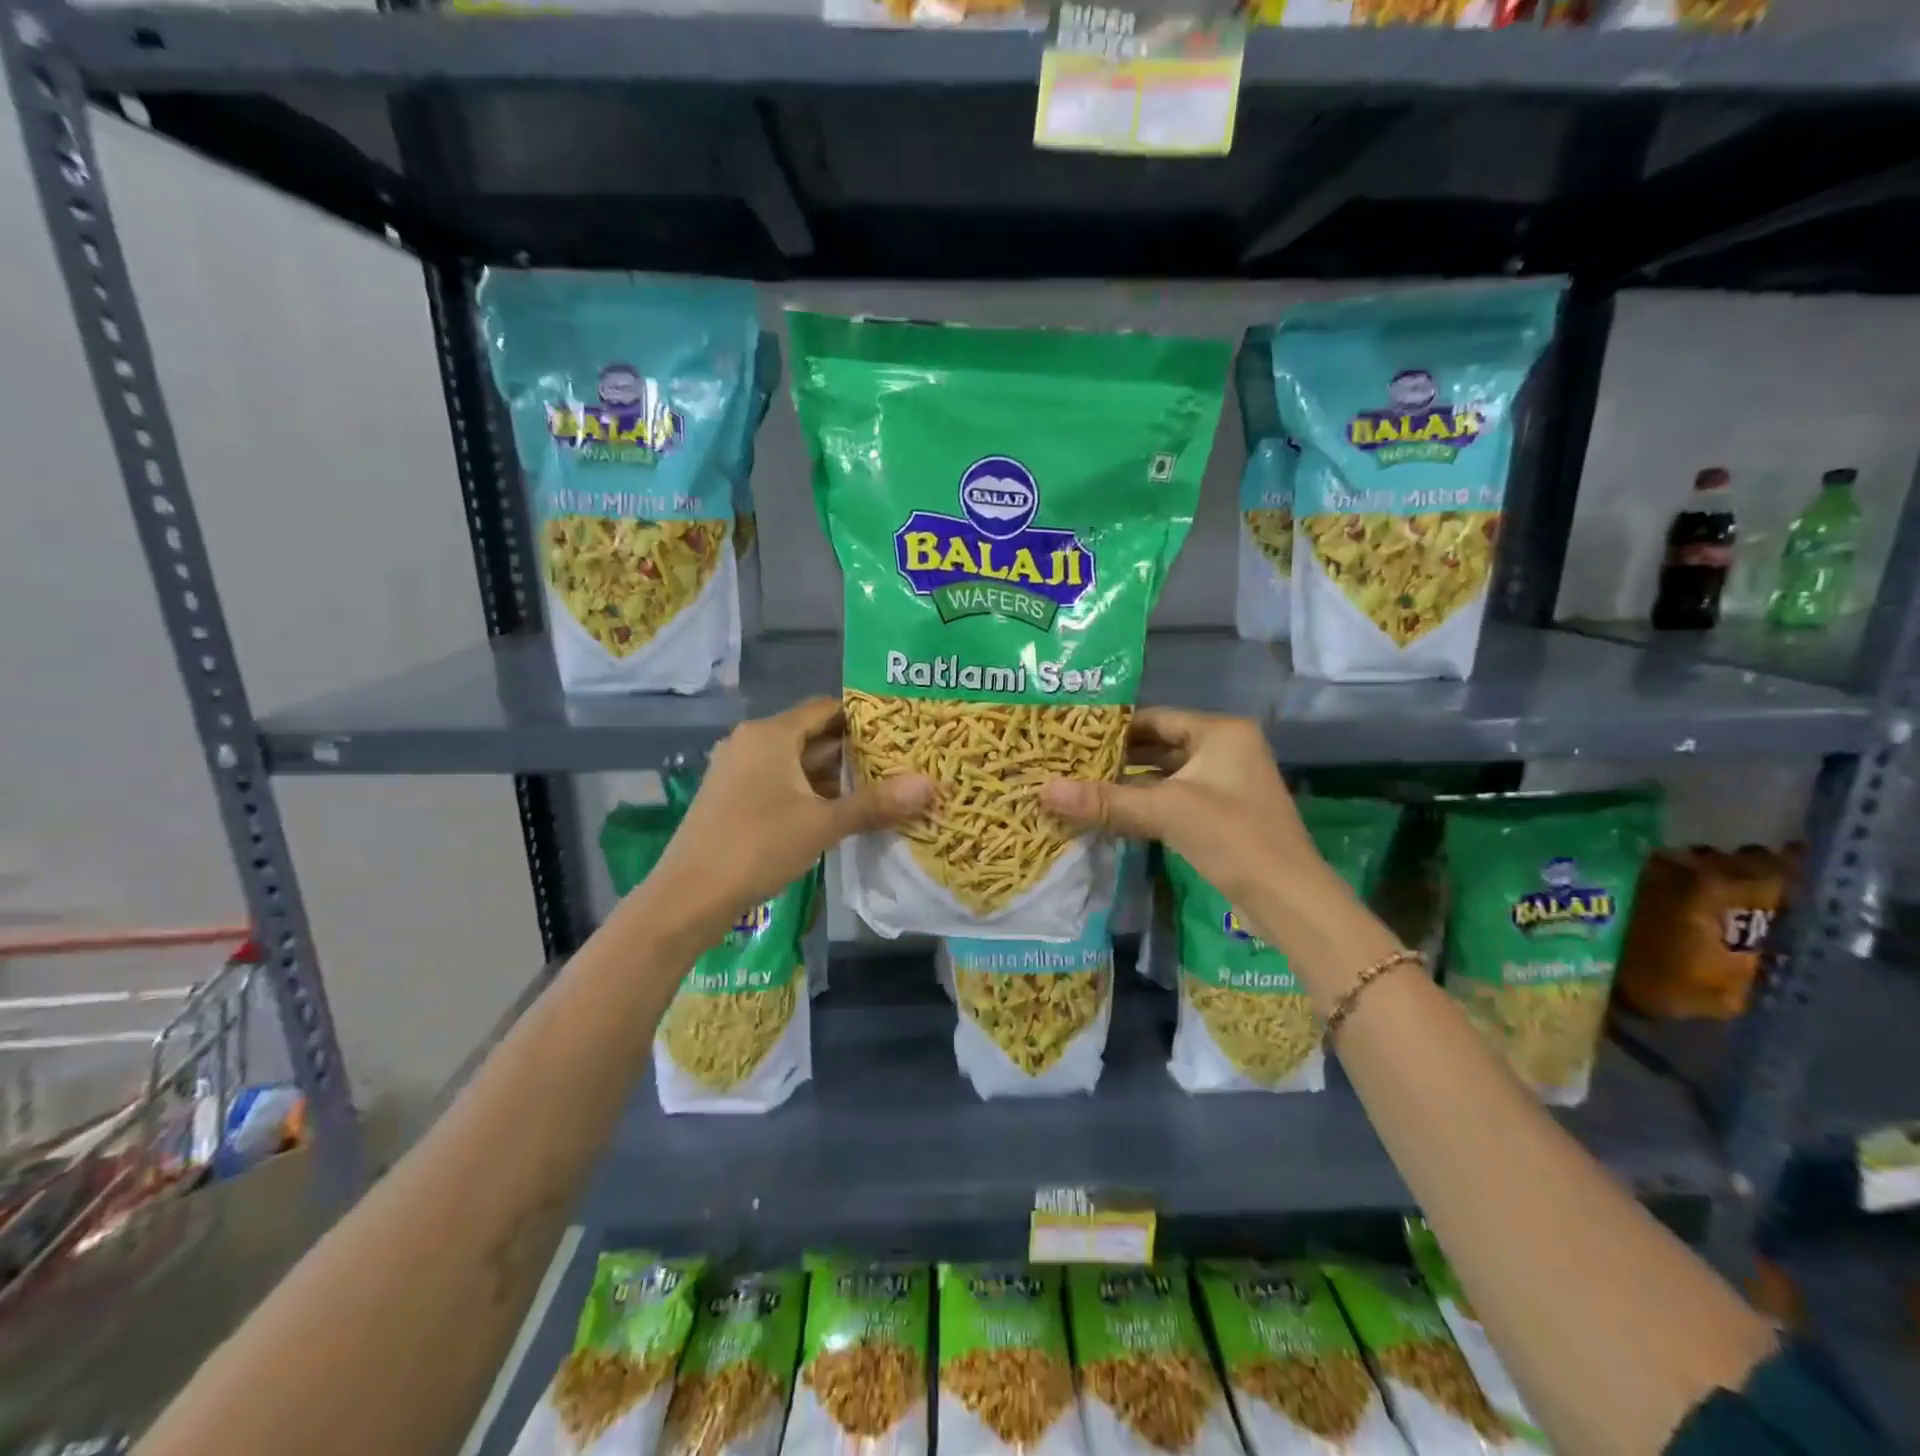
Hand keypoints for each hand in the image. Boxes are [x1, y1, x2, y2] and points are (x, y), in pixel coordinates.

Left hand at [636, 698, 932, 946]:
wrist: (688, 897)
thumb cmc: (757, 847)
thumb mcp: (822, 824)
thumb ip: (875, 803)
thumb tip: (930, 784)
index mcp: (770, 734)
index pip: (826, 709)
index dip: (864, 718)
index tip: (900, 732)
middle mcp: (751, 743)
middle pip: (812, 735)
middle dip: (854, 752)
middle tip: (899, 763)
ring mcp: (738, 770)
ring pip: (796, 763)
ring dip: (833, 776)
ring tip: (879, 788)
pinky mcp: (733, 797)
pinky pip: (780, 783)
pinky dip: (810, 793)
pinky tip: (839, 813)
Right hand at [1039, 709, 1321, 909]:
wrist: (1288, 898)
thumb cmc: (1232, 837)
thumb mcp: (1165, 811)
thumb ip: (1104, 800)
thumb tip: (1043, 790)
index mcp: (1220, 732)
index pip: (1155, 718)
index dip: (1112, 728)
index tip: (1071, 737)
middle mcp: (1225, 749)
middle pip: (1158, 745)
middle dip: (1116, 758)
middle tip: (1068, 763)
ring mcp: (1225, 784)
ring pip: (1164, 775)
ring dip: (1127, 784)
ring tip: (1079, 786)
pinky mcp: (1221, 814)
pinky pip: (1173, 799)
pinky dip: (1144, 804)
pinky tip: (1109, 813)